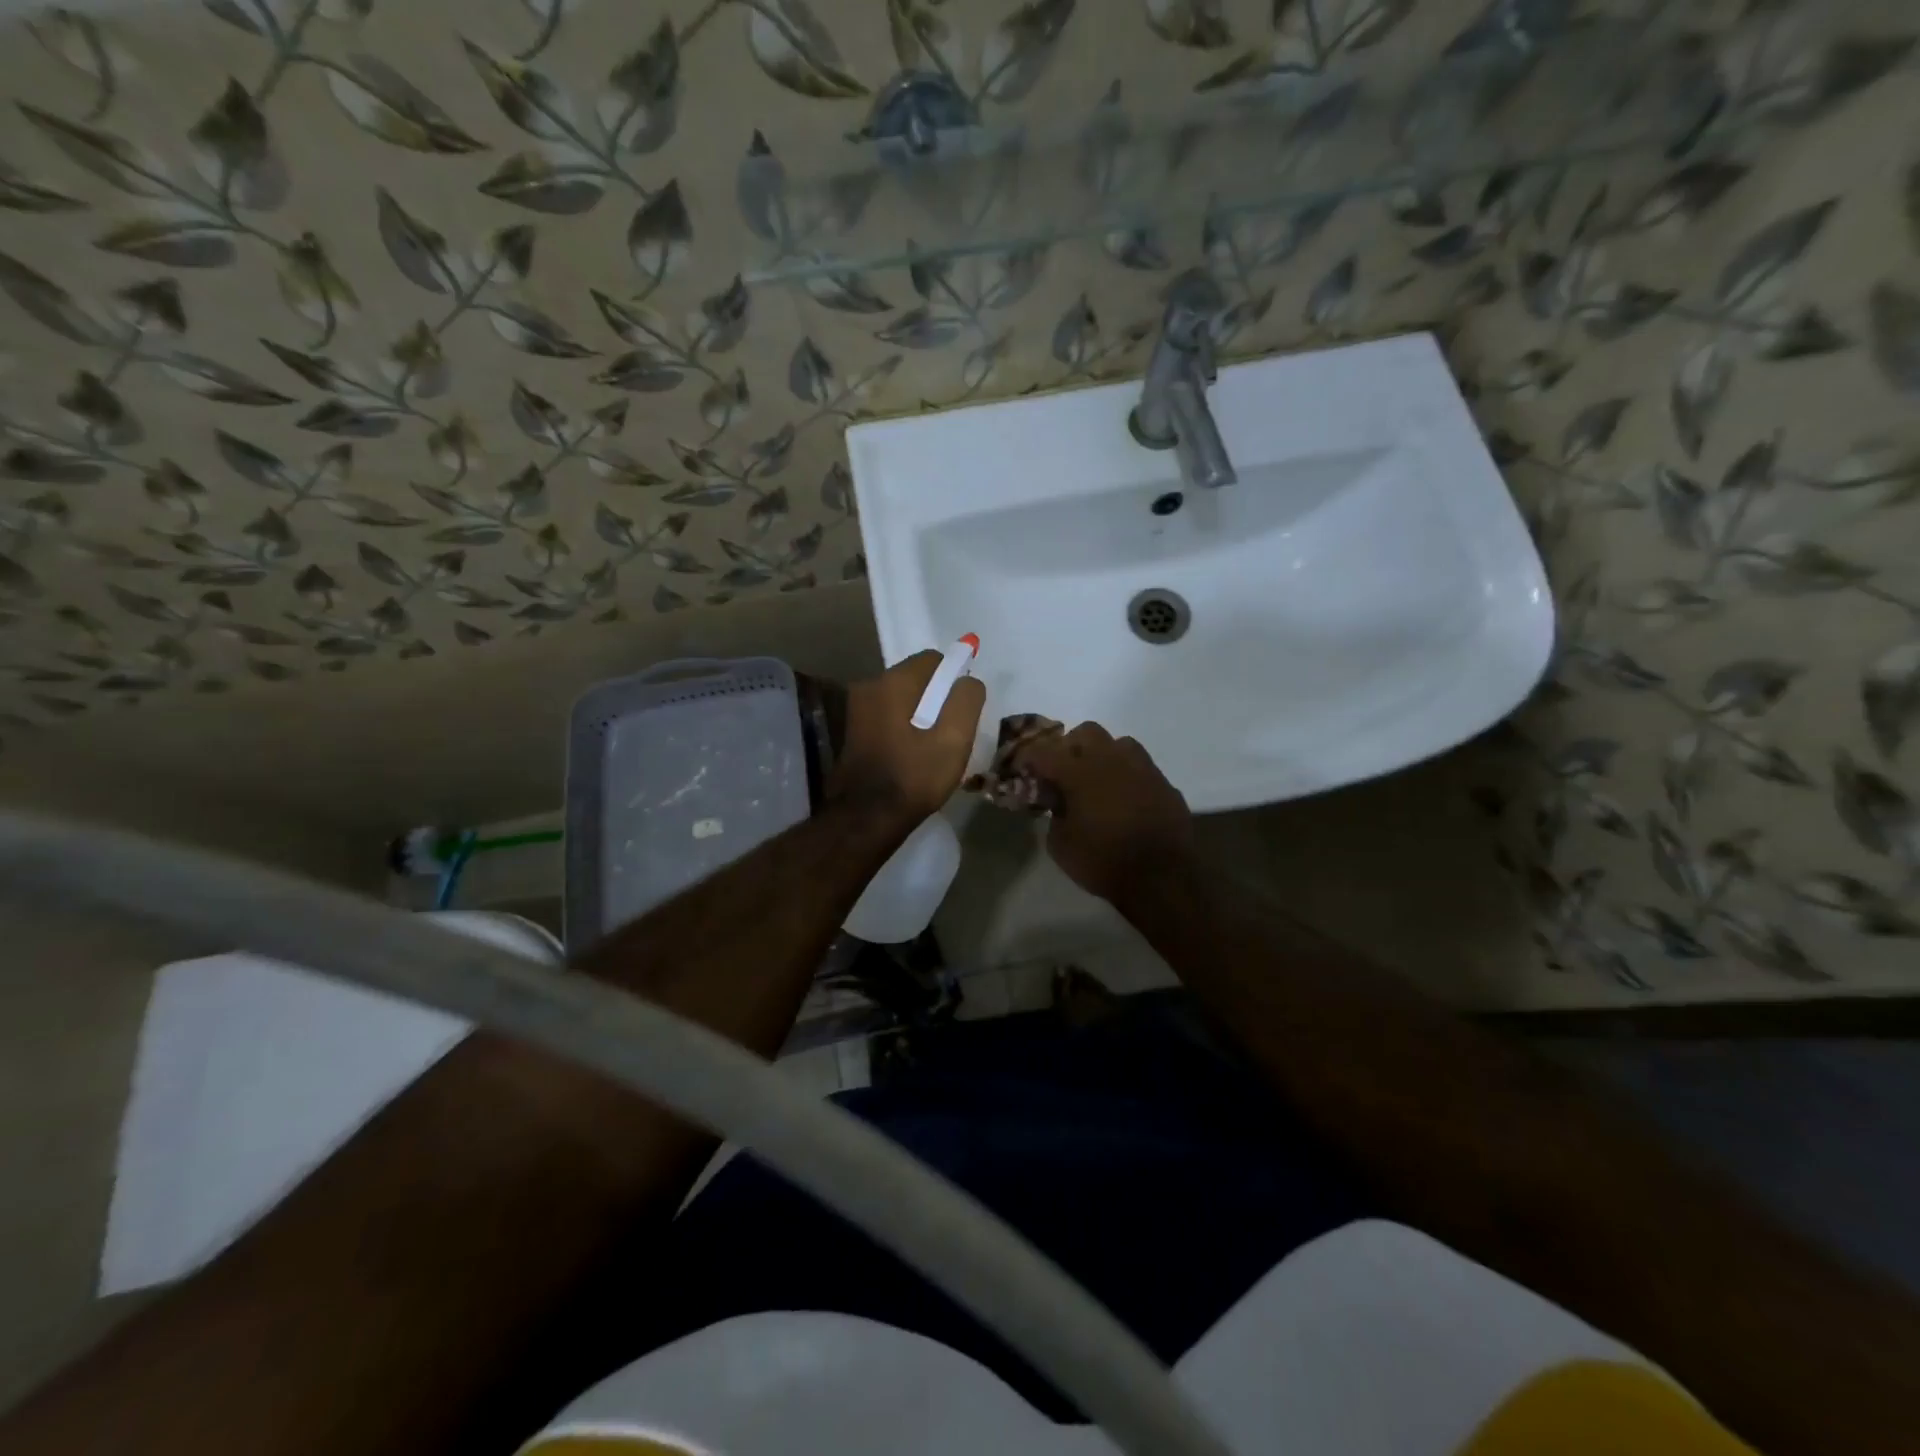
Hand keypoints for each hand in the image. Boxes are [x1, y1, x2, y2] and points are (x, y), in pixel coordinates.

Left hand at [828, 651, 985, 827]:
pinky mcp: (853, 730)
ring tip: (933, 747)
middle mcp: (870, 685)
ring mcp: (857, 708)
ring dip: (920, 714)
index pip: (934, 660)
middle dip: (937, 697)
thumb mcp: (954, 739)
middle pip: (916, 679)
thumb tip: (968, 680)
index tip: (963, 710)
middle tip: (951, 732)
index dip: (955, 679)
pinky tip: (912, 754)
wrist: (866, 817)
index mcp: (893, 681)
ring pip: (902, 699)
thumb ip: (966, 700)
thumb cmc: (914, 776)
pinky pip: (888, 716)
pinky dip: (904, 726)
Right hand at [1013, 723, 1193, 903]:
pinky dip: (1127, 776)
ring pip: (1118, 743)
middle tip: (1064, 772)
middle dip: (1070, 747)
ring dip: (1103, 756)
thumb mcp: (1060, 845)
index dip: (1029, 758)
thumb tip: (1060, 801)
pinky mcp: (1164, 783)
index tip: (1024, 768)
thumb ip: (1055, 813)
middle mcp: (1111, 760)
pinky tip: (1125, 798)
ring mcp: (1142, 768)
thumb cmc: (1103, 862)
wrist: (1163, 879)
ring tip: (1098, 781)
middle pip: (1086, 733)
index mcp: (1079, 772)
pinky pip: (1141, 767)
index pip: (1044, 752)